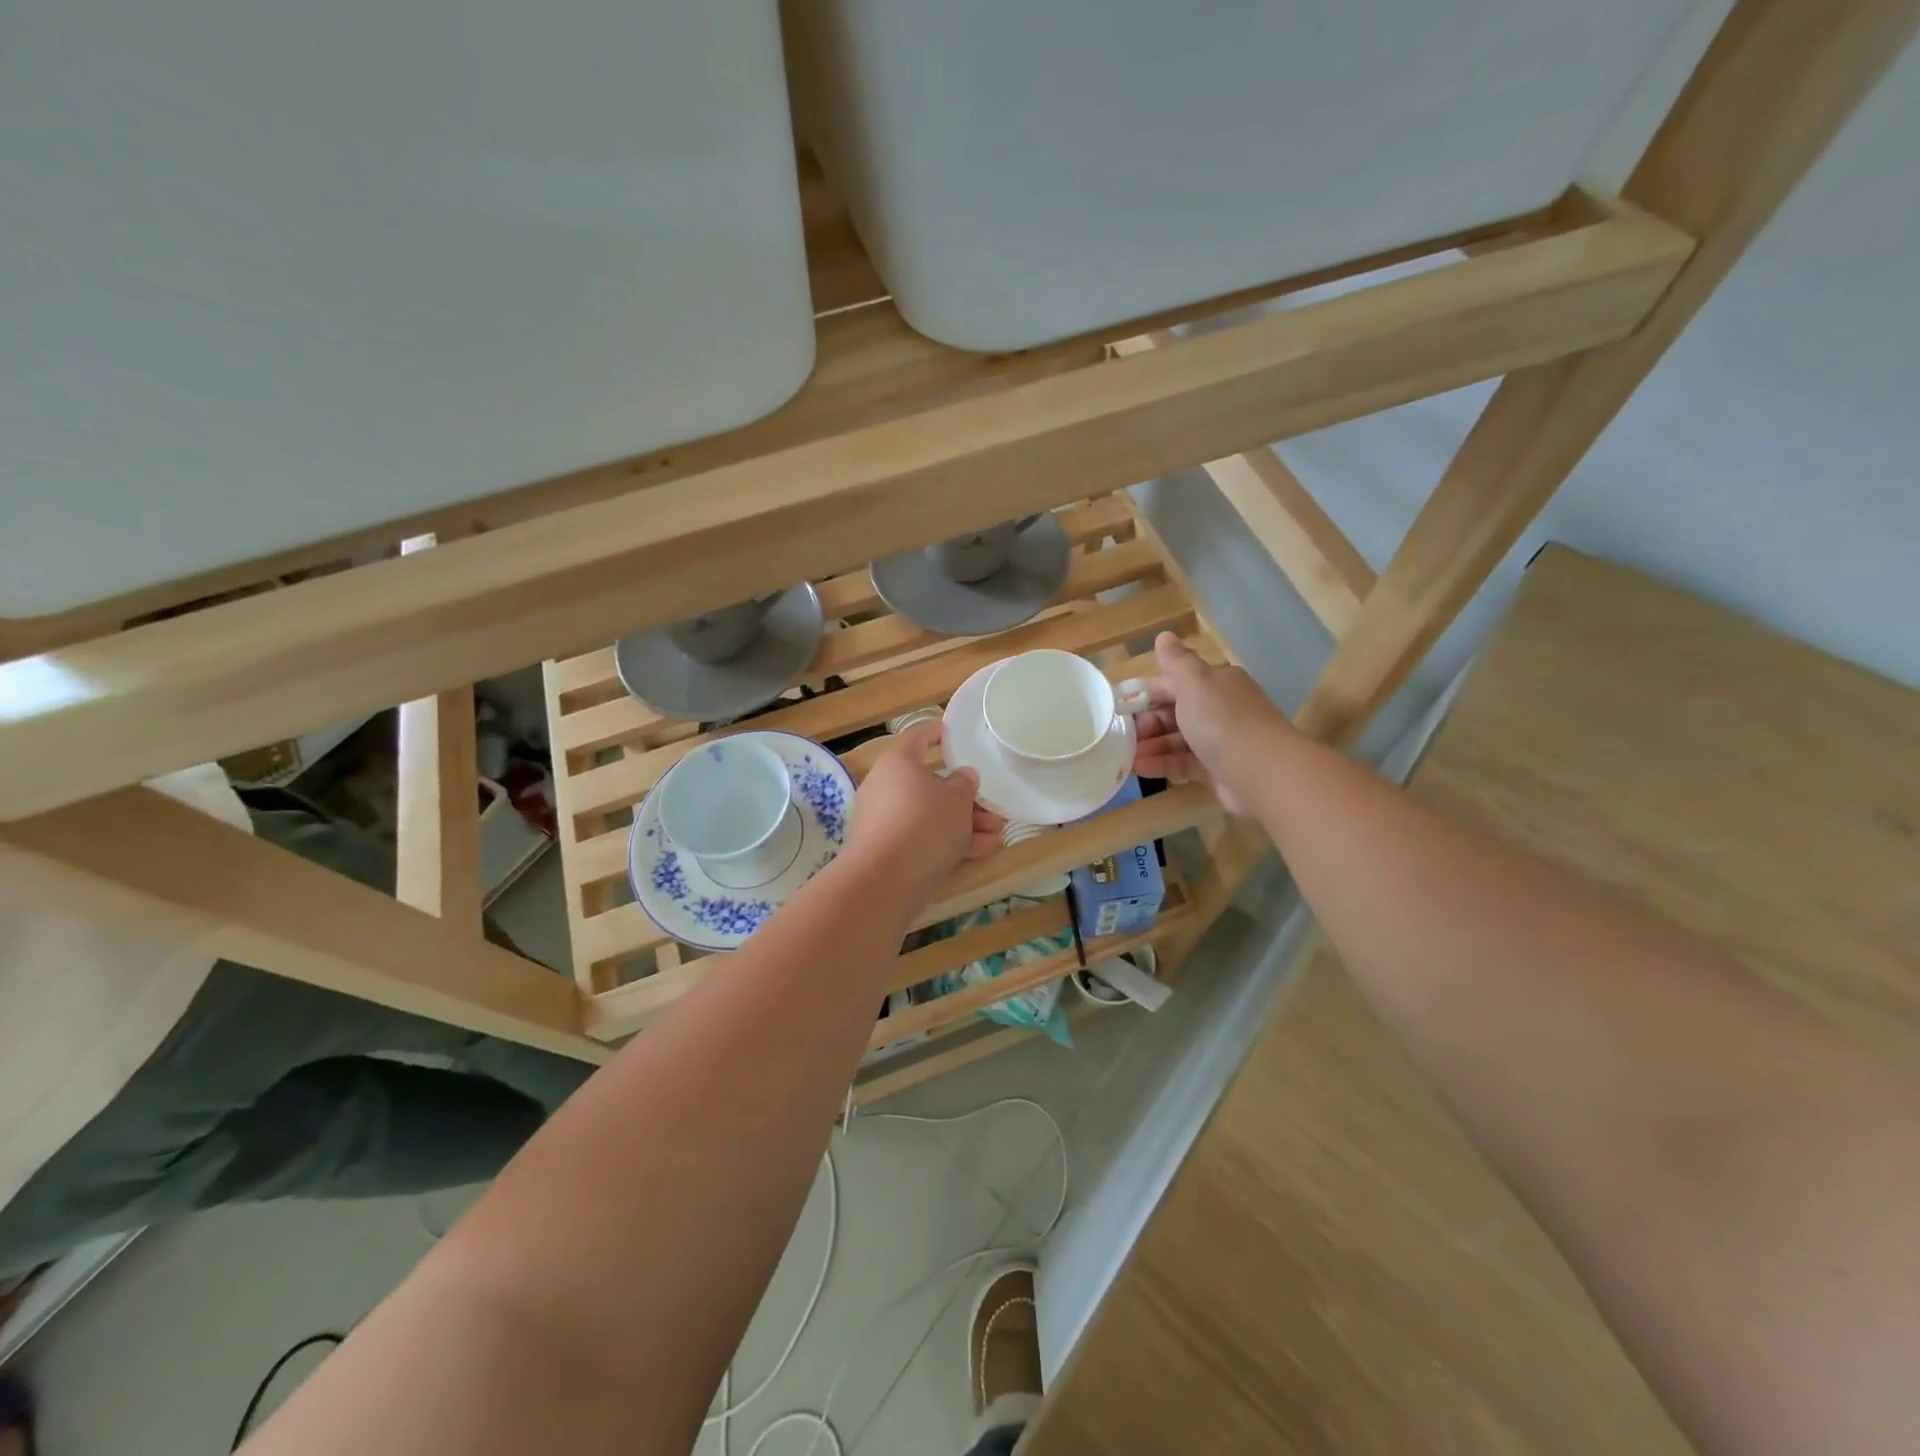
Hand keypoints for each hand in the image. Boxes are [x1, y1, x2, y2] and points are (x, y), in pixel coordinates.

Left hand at [845, 720, 1003, 890]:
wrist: (887, 878)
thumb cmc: (925, 821)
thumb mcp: (957, 799)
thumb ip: (964, 784)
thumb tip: (963, 776)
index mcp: (897, 763)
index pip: (918, 739)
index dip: (936, 733)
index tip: (948, 730)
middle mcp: (885, 787)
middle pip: (929, 786)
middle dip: (965, 800)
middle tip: (992, 809)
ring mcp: (883, 821)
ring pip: (929, 816)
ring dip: (964, 824)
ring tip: (996, 835)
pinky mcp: (886, 851)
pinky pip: (922, 839)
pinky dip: (949, 843)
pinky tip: (981, 851)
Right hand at [1132, 633, 1285, 815]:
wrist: (1262, 771)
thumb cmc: (1222, 720)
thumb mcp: (1195, 682)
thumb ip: (1176, 661)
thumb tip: (1163, 636)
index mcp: (1216, 683)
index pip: (1175, 683)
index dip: (1147, 693)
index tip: (1122, 707)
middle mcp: (1219, 709)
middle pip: (1174, 712)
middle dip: (1147, 723)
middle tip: (1124, 735)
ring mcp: (1219, 741)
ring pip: (1177, 740)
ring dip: (1151, 746)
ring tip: (1126, 756)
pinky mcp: (1216, 770)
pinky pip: (1183, 764)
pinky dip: (1162, 764)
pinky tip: (1141, 768)